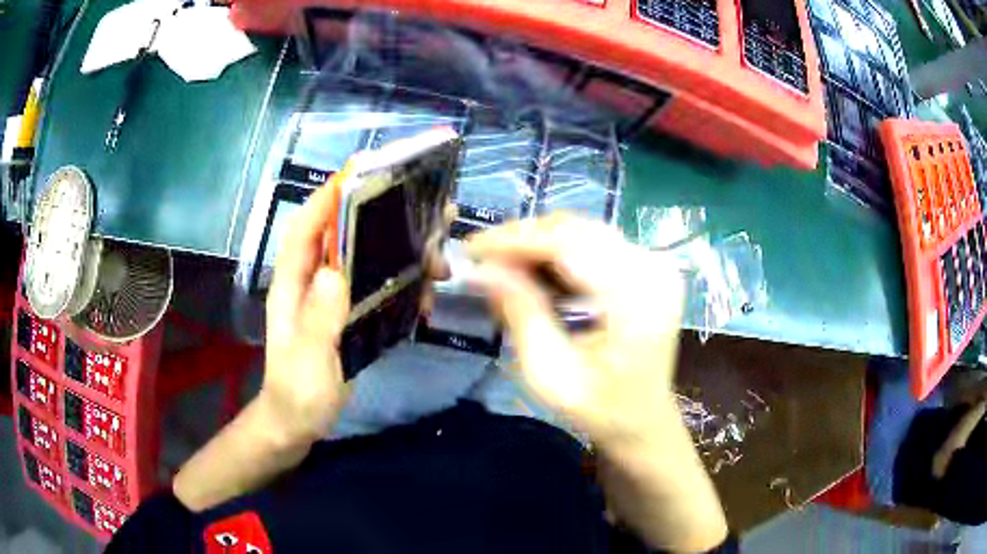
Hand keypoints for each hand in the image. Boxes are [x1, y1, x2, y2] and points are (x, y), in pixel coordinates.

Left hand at [263, 184, 456, 440]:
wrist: (299, 423)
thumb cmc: (297, 393)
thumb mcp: (307, 360)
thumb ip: (319, 318)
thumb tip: (336, 270)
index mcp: (292, 285)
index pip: (305, 230)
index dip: (327, 198)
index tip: (360, 173)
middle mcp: (311, 283)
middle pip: (342, 236)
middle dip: (379, 218)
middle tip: (425, 212)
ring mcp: (330, 299)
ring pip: (364, 259)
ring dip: (399, 252)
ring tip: (438, 257)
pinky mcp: (348, 315)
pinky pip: (376, 286)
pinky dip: (402, 283)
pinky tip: (426, 293)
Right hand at [469, 215, 727, 551]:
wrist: (642, 418)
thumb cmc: (600, 409)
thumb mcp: (551, 373)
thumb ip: (521, 315)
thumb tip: (482, 269)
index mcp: (638, 299)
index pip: (570, 245)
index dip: (516, 240)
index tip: (472, 249)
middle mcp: (653, 269)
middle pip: (577, 230)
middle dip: (523, 239)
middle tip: (483, 261)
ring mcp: (654, 264)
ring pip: (583, 231)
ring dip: (538, 243)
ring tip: (502, 266)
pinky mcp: (648, 266)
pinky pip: (594, 243)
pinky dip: (558, 251)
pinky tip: (534, 271)